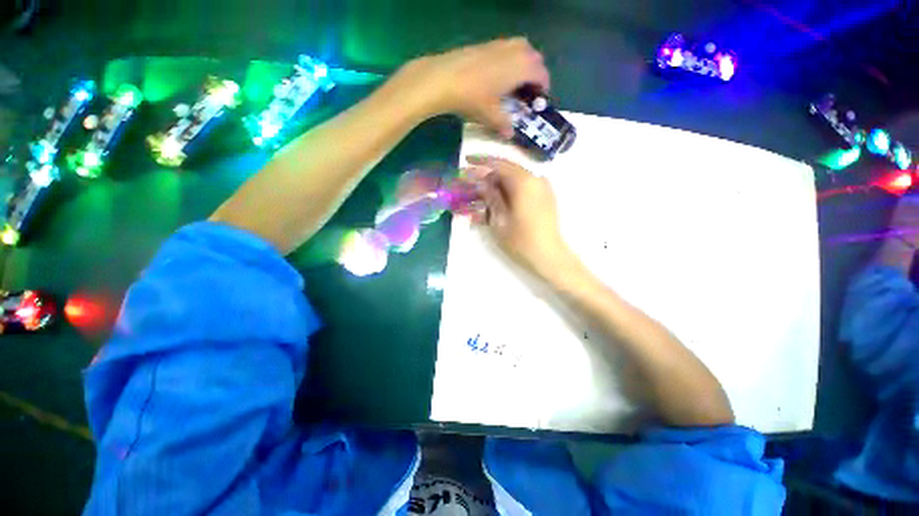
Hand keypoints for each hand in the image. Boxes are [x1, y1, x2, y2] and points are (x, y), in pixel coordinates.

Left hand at [397, 38, 549, 137]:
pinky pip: (506, 50)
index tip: (537, 103)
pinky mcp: (487, 44)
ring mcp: (501, 44)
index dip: (543, 90)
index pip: (542, 75)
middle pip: (535, 59)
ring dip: (523, 66)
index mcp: (523, 67)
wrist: (445, 78)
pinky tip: (496, 77)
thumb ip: (504, 125)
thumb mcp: (491, 116)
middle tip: (526, 94)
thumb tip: (509, 134)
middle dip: (535, 76)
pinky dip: (509, 61)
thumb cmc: (474, 98)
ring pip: (521, 50)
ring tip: (513, 85)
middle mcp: (516, 50)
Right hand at [466, 155, 575, 279]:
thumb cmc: (521, 240)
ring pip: (514, 178)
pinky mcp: (544, 196)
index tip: (465, 162)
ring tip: (482, 193)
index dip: (480, 162)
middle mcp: (535, 178)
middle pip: (507, 169)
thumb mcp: (499, 219)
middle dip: (488, 174)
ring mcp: (542, 187)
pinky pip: (523, 187)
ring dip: (497, 183)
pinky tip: (497, 200)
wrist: (548, 255)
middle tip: (471, 181)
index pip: (498, 164)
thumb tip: (480, 182)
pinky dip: (508, 190)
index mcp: (523, 182)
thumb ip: (490, 197)